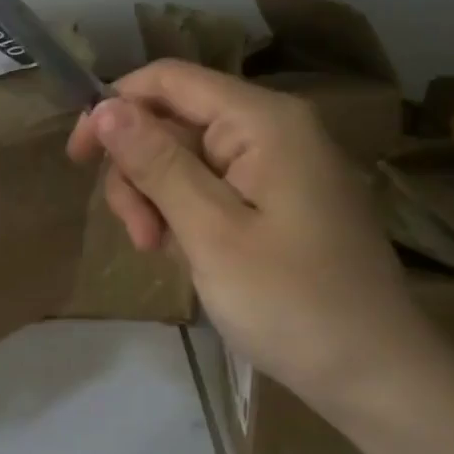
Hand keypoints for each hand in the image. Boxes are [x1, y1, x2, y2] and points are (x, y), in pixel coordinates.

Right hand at [66, 62, 438, 412]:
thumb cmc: (292, 302)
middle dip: (141, 172)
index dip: (114, 107)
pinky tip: (185, 253)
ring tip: (158, 251)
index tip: (78, 159)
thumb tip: (105, 107)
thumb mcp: (211, 232)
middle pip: (176, 121)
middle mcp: (274, 129)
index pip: (169, 80)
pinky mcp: (281, 200)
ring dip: (158, 199)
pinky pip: (214, 187)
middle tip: (137, 235)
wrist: (376, 374)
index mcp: (263, 120)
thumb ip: (157, 163)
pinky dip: (187, 215)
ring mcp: (280, 166)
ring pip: (188, 158)